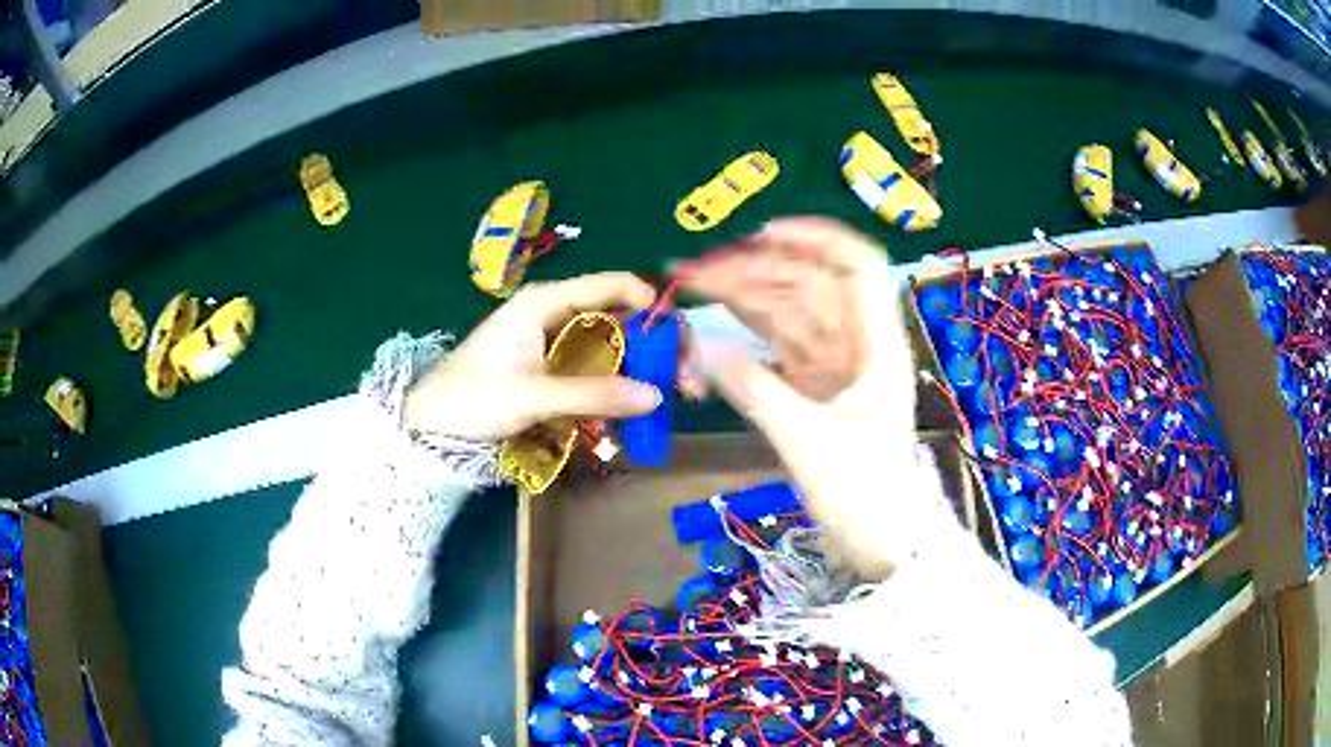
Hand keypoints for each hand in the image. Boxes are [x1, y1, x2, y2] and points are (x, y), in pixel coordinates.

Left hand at [404, 273, 662, 441]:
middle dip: (657, 349)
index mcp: (547, 303)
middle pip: (621, 321)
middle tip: (687, 383)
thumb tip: (655, 396)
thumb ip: (592, 393)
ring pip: (614, 352)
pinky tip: (626, 419)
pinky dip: (615, 394)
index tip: (679, 341)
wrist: (431, 427)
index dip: (651, 304)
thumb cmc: (471, 398)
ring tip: (669, 403)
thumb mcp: (531, 395)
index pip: (612, 285)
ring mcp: (557, 346)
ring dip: (642, 376)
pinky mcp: (556, 373)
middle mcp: (558, 317)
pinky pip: (597, 377)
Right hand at [682, 218, 942, 575]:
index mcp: (877, 345)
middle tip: (696, 272)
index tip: (763, 233)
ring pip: (789, 318)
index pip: (857, 266)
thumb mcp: (808, 439)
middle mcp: (859, 346)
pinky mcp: (817, 392)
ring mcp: (837, 369)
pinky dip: (747, 342)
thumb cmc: (863, 493)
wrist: (884, 544)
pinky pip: (780, 352)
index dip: (815, 238)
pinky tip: (714, 333)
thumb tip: (699, 346)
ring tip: (693, 290)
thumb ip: (752, 389)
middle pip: (809, 288)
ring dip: (744, 302)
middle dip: (755, 272)